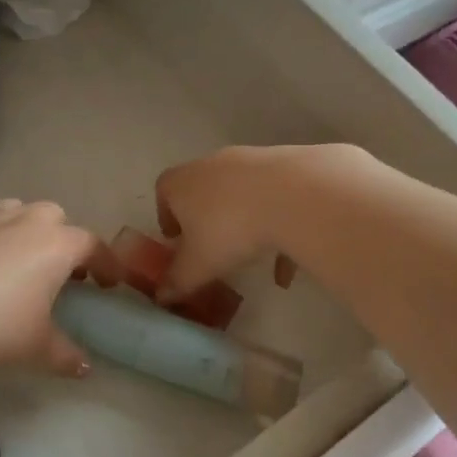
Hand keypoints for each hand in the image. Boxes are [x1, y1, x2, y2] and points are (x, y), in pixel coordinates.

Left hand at [0, 199, 102, 376]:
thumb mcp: (36, 348)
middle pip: (56, 218)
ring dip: (28, 230)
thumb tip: (84, 367)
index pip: (92, 245)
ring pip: (19, 212)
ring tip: (24, 260)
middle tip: (64, 272)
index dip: (106, 263)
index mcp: (56, 245)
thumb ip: (65, 355)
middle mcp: (26, 223)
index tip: (110, 283)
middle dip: (65, 239)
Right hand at [153, 145, 331, 300]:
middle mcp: (212, 164)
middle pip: (203, 190)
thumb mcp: (198, 265)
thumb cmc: (230, 229)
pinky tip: (289, 263)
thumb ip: (178, 282)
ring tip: (254, 259)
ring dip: (245, 224)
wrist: (294, 195)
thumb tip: (163, 296)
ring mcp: (250, 161)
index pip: (164, 190)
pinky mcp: (285, 165)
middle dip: (206, 219)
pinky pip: (275, 200)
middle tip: (212, 248)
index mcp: (182, 183)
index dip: (167, 215)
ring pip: (241, 196)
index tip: (176, 239)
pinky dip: (278, 226)